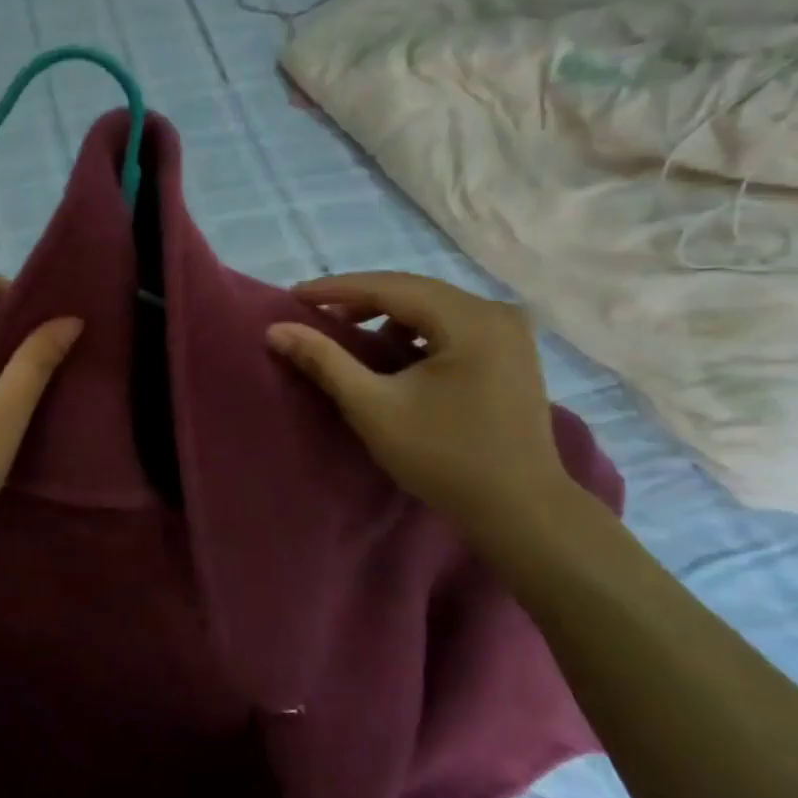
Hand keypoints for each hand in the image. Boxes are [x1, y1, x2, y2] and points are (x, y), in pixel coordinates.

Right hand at [268, 271, 573, 532]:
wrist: (521, 511)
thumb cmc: (444, 458)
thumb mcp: (374, 408)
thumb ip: (325, 362)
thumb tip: (276, 330)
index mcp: (469, 318)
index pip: (390, 287)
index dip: (337, 289)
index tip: (295, 295)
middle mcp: (495, 312)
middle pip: (414, 291)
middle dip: (361, 300)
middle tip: (316, 312)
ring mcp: (510, 331)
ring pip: (434, 307)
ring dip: (388, 315)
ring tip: (350, 331)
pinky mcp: (512, 352)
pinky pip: (452, 325)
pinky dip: (416, 331)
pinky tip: (395, 351)